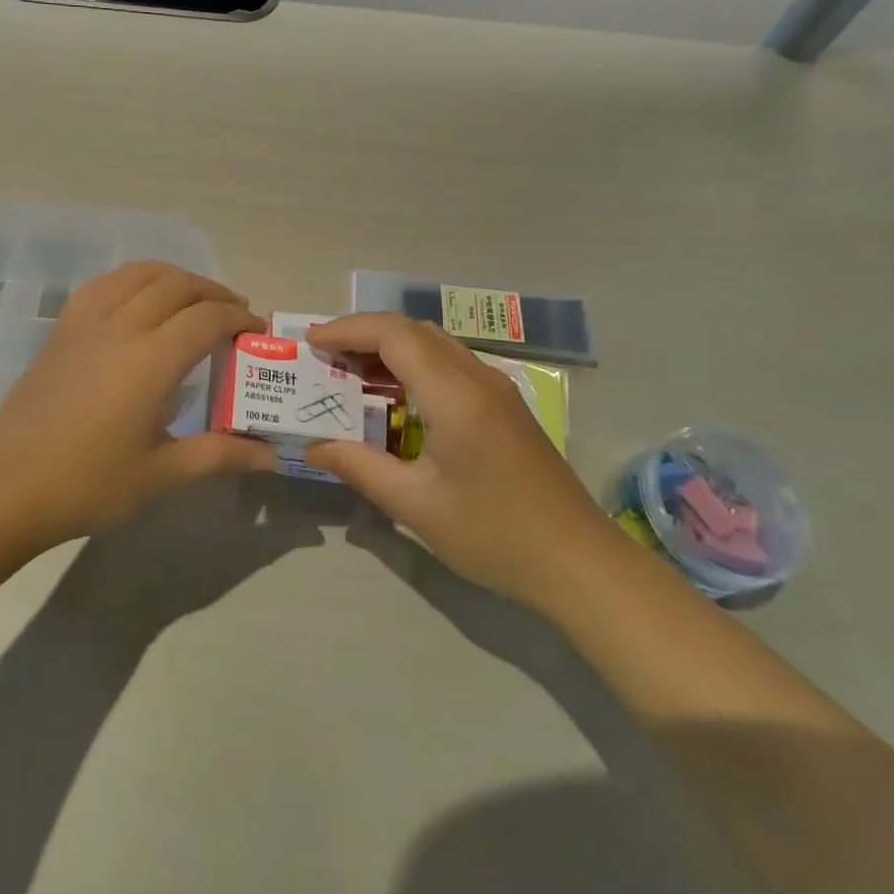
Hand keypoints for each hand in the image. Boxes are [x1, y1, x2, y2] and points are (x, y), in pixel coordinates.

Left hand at [0, 262, 278, 547]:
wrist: (8, 487)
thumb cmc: (89, 484)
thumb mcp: (163, 474)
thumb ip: (220, 455)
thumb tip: (271, 455)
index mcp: (151, 360)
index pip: (207, 317)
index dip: (238, 317)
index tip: (256, 329)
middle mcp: (122, 326)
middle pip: (177, 285)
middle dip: (213, 291)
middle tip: (234, 310)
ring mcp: (87, 322)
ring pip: (138, 274)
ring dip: (174, 276)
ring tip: (192, 296)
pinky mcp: (62, 328)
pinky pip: (104, 284)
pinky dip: (133, 279)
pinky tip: (138, 299)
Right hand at [304, 314, 610, 605]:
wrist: (581, 564)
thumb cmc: (495, 535)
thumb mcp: (418, 507)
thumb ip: (361, 468)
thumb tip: (314, 447)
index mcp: (455, 394)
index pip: (394, 334)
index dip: (348, 330)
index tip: (311, 344)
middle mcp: (477, 377)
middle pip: (413, 330)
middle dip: (364, 333)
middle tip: (325, 358)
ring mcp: (497, 389)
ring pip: (434, 344)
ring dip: (390, 347)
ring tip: (351, 372)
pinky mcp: (505, 406)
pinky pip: (450, 364)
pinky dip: (414, 364)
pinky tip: (396, 397)